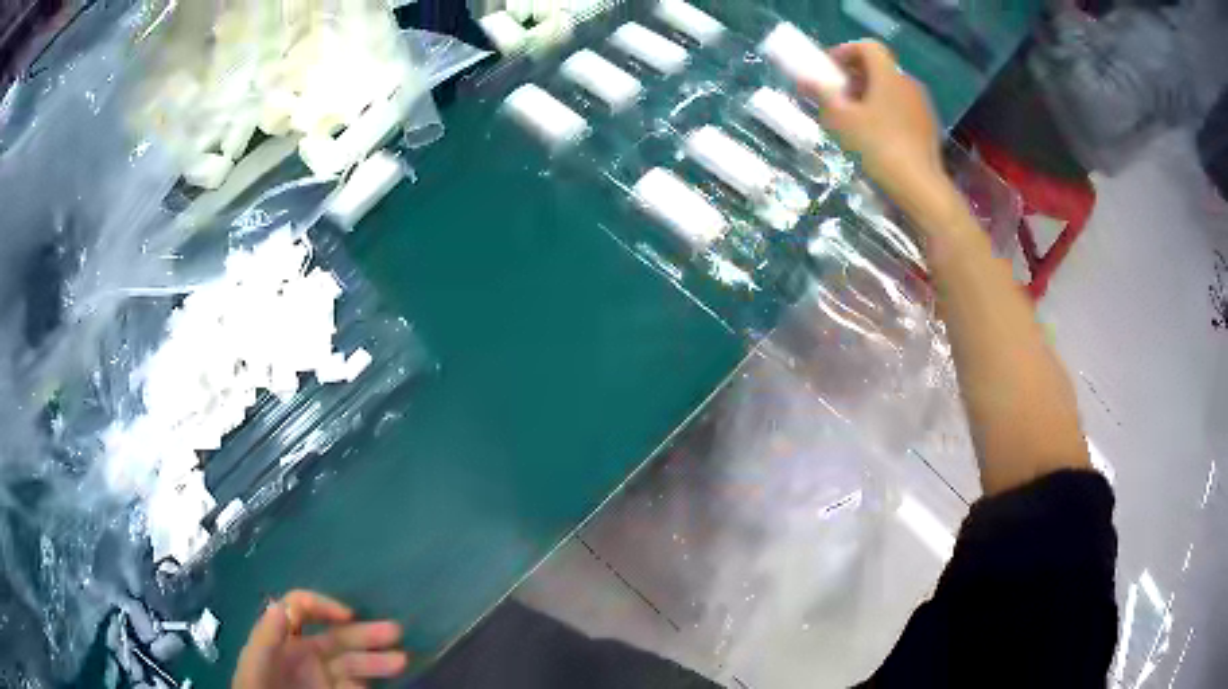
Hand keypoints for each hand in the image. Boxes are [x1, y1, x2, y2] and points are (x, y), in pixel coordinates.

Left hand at [233, 590, 407, 688]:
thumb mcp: (255, 666)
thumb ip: (266, 639)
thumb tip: (280, 605)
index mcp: (281, 638)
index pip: (300, 609)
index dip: (323, 605)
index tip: (347, 615)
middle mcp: (304, 654)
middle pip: (336, 637)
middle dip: (365, 633)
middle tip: (395, 632)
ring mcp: (321, 678)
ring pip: (353, 663)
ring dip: (377, 661)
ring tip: (403, 660)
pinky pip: (355, 687)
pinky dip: (366, 685)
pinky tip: (377, 686)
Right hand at [798, 41, 949, 221]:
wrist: (920, 187)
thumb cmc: (878, 147)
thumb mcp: (842, 120)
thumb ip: (822, 94)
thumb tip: (803, 79)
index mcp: (888, 75)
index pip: (867, 47)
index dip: (845, 52)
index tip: (828, 70)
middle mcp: (908, 83)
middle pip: (878, 68)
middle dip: (854, 77)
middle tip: (836, 96)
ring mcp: (922, 106)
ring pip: (890, 89)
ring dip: (869, 96)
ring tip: (853, 119)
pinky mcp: (928, 127)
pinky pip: (902, 108)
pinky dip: (885, 112)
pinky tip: (876, 136)